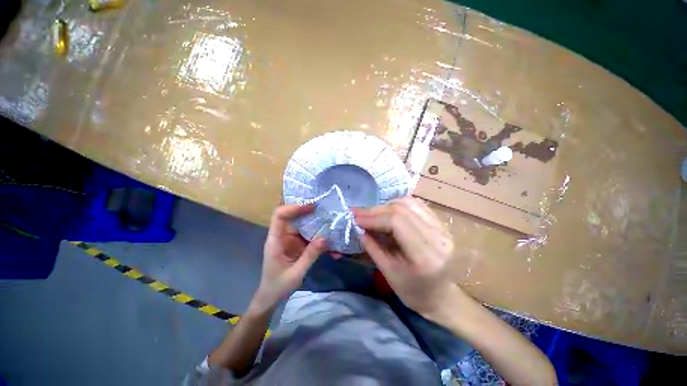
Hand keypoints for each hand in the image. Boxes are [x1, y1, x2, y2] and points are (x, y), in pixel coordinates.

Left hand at [251, 204, 326, 312]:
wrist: (271, 298)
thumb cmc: (278, 286)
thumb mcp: (296, 273)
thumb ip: (310, 255)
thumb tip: (325, 237)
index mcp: (276, 240)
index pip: (279, 216)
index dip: (293, 208)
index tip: (311, 207)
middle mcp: (283, 236)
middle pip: (294, 217)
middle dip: (310, 213)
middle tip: (327, 212)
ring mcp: (290, 240)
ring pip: (304, 226)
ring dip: (317, 225)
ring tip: (333, 225)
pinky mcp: (297, 245)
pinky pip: (309, 236)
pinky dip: (319, 238)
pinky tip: (331, 243)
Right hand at [353, 198, 456, 316]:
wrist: (441, 297)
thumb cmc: (413, 292)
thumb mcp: (388, 273)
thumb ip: (372, 248)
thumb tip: (359, 227)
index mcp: (425, 255)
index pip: (396, 222)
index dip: (373, 217)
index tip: (356, 219)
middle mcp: (438, 236)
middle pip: (402, 209)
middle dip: (376, 210)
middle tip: (359, 214)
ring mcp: (442, 228)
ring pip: (409, 203)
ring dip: (386, 206)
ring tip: (372, 214)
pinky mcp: (441, 224)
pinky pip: (416, 205)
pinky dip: (398, 205)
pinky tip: (388, 212)